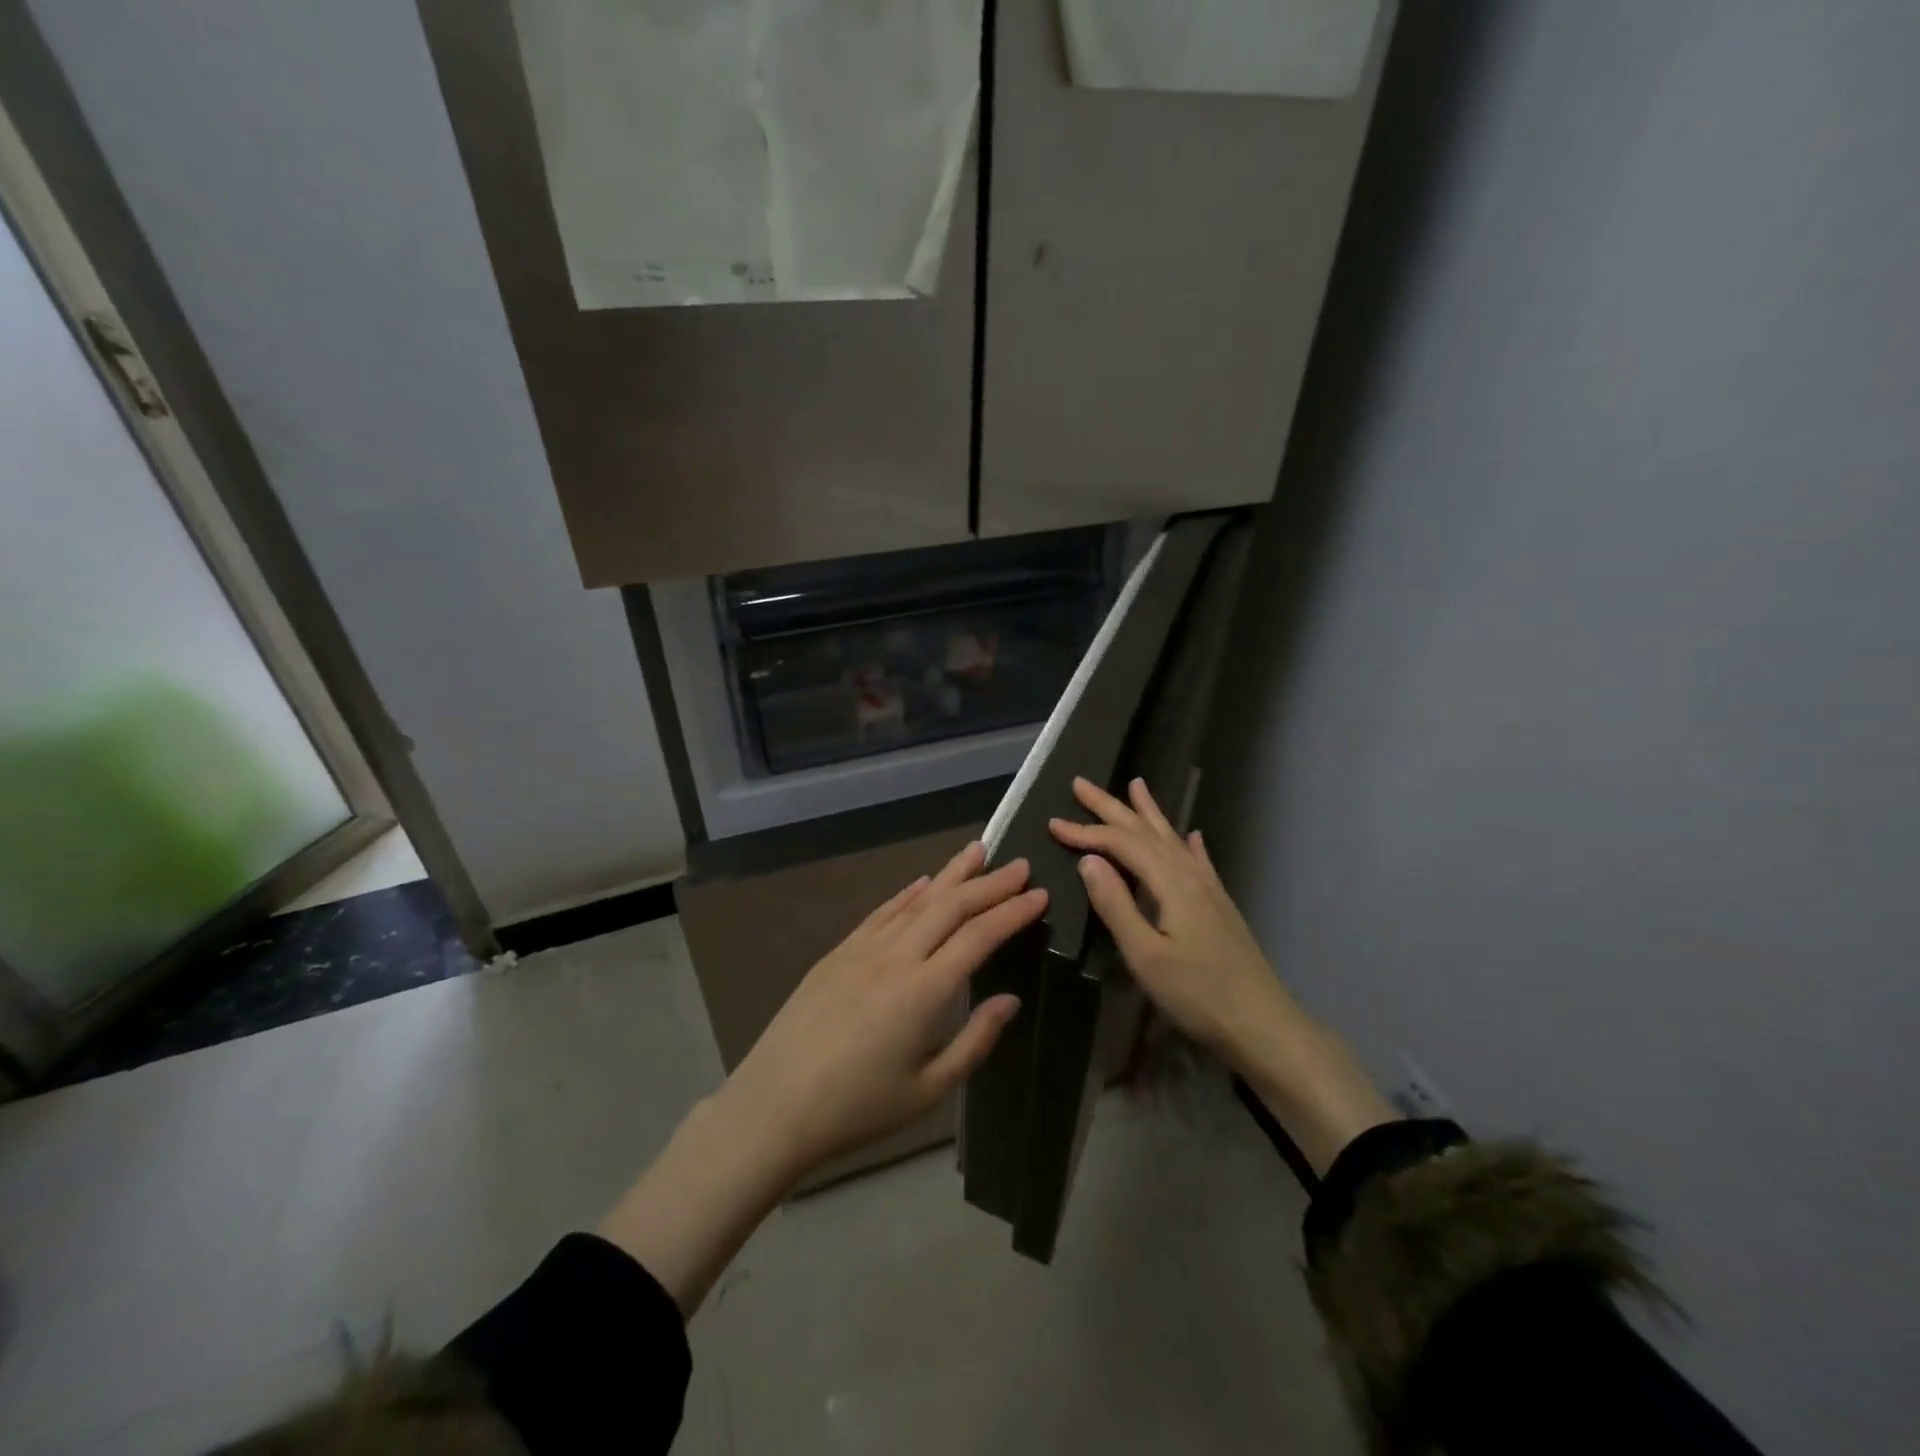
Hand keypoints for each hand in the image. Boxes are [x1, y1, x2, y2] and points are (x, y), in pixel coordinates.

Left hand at [601, 843, 1045, 1315]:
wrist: (773, 1105)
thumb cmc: (857, 1108)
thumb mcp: (927, 1089)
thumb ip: (975, 1041)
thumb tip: (1010, 999)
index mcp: (924, 991)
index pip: (979, 936)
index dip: (1012, 912)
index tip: (1039, 894)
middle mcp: (896, 956)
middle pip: (951, 906)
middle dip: (990, 884)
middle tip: (1020, 866)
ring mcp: (863, 948)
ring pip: (917, 900)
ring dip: (951, 875)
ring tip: (978, 852)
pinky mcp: (839, 952)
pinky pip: (882, 912)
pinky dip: (908, 893)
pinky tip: (924, 883)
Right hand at [1049, 777, 1396, 1173]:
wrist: (1263, 1025)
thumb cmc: (1198, 995)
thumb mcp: (1146, 954)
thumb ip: (1116, 904)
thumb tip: (1089, 859)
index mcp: (1170, 883)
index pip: (1121, 844)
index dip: (1086, 832)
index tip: (1052, 823)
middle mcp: (1190, 875)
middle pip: (1145, 831)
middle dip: (1111, 807)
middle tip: (1081, 783)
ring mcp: (1209, 889)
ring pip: (1171, 839)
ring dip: (1149, 813)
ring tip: (1136, 785)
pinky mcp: (1219, 905)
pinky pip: (1198, 860)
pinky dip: (1188, 843)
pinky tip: (1192, 835)